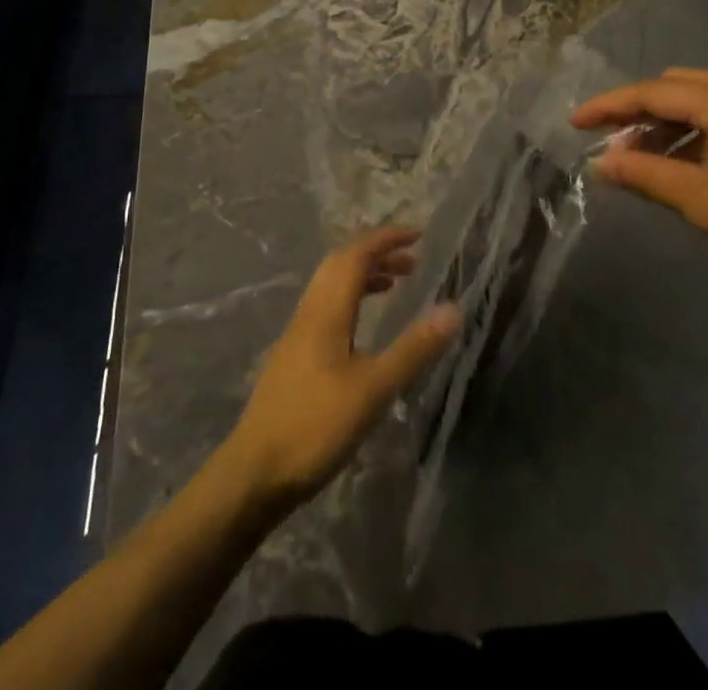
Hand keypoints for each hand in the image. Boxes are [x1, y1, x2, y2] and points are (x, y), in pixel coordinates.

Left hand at [222, 227, 460, 510]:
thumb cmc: (315, 426)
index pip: (356, 255)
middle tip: (412, 261)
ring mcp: (297, 335)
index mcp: (326, 311)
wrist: (254, 473)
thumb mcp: (373, 389)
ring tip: (396, 285)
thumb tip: (453, 308)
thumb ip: (413, 348)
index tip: (418, 234)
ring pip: (331, 287)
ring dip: (363, 276)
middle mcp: (309, 313)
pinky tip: (363, 331)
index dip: (386, 239)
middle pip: (341, 265)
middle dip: (377, 253)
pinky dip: (351, 300)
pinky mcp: (294, 357)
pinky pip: (326, 308)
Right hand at [571, 68, 707, 327]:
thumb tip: (600, 163)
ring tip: (642, 159)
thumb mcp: (702, 203)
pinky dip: (700, 132)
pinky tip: (684, 161)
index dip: (610, 106)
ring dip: (670, 124)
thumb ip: (645, 175)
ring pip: (705, 100)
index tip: (575, 123)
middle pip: (680, 87)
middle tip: (612, 146)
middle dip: (640, 112)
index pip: (655, 92)